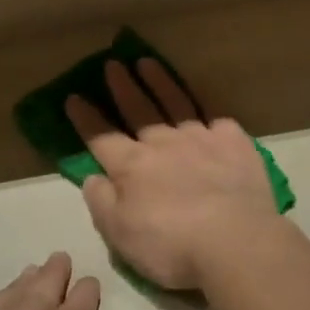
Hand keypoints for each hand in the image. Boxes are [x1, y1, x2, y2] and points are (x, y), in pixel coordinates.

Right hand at [66, 60, 283, 292]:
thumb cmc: (171, 246)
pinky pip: (218, 120)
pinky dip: (209, 114)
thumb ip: (102, 203)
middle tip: (113, 64)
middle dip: (123, 87)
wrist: (235, 241)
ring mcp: (201, 138)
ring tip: (148, 63)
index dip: (85, 118)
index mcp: (132, 166)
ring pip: (176, 102)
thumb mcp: (121, 235)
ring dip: (160, 82)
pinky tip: (207, 111)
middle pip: (139, 109)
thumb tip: (92, 177)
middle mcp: (164, 143)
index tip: (74, 97)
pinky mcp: (234, 142)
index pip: (101, 137)